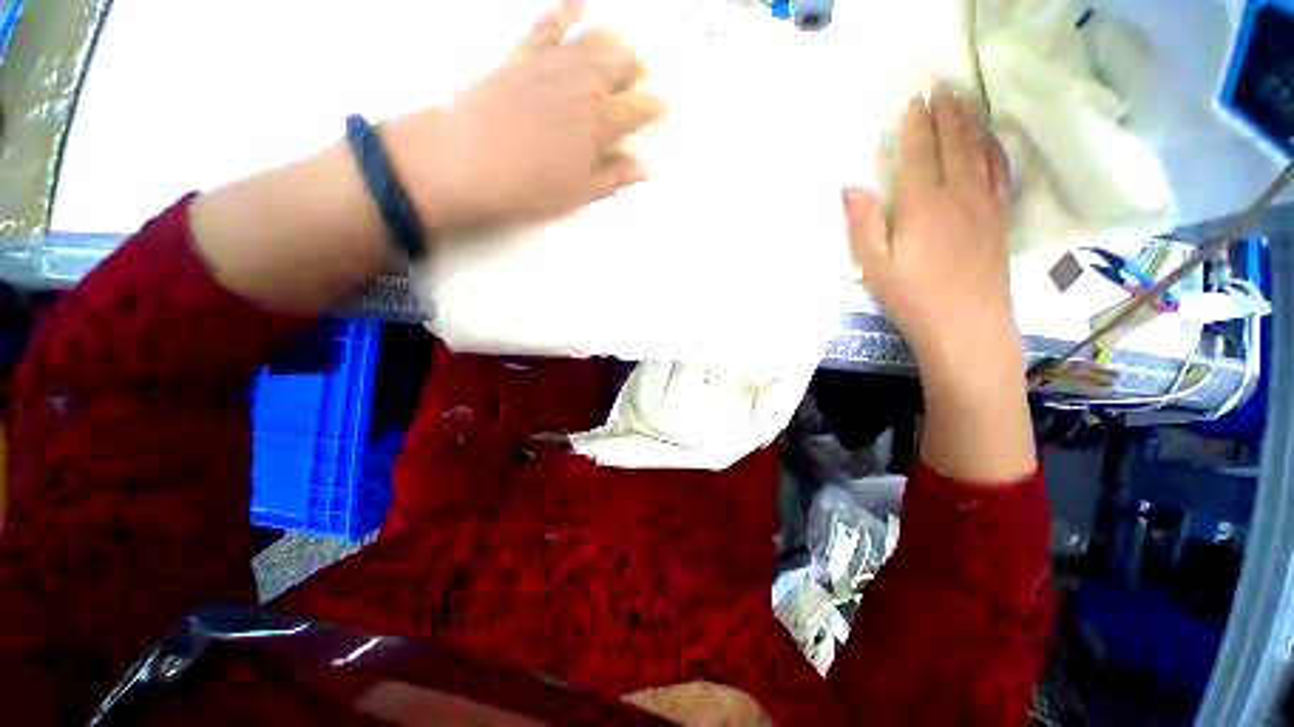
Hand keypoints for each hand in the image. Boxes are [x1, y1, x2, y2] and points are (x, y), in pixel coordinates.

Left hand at [383, 0, 663, 232]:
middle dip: (639, 73)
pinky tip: (578, 4)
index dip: (657, 109)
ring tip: (621, 53)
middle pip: (625, 64)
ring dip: (615, 44)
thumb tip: (644, 169)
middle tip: (640, 86)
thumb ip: (615, 177)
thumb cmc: (527, 185)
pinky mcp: (523, 54)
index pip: (642, 107)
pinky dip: (566, 9)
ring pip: (597, 38)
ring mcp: (553, 63)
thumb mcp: (579, 193)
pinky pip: (549, 22)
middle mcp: (584, 82)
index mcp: (601, 121)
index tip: (662, 112)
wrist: (467, 160)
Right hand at [843, 86, 1015, 368]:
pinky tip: (990, 140)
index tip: (912, 99)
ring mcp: (983, 203)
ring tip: (964, 100)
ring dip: (970, 121)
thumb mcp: (874, 265)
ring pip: (978, 150)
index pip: (918, 152)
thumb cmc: (912, 297)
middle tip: (940, 85)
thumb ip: (862, 224)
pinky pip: (998, 171)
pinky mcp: (998, 218)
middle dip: (945, 111)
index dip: (914, 124)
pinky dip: (993, 148)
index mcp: (922, 204)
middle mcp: (957, 193)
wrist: (967, 325)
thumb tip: (850, 186)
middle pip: (952, 142)